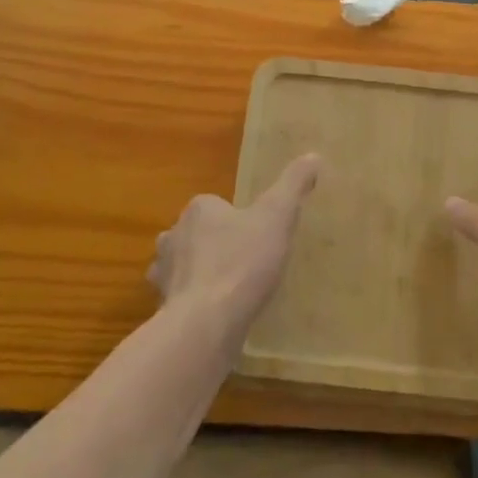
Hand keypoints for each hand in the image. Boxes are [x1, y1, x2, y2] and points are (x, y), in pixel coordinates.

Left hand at [149, 155, 322, 330]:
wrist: (206, 322)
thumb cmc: (243, 262)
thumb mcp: (277, 217)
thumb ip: (293, 185)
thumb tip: (312, 156)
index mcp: (199, 210)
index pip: (215, 205)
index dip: (236, 218)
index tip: (257, 235)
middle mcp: (173, 235)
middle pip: (196, 234)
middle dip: (214, 244)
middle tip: (247, 262)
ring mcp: (165, 273)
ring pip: (183, 265)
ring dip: (201, 273)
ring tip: (231, 289)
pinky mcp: (164, 306)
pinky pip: (181, 298)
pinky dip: (195, 302)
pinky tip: (218, 314)